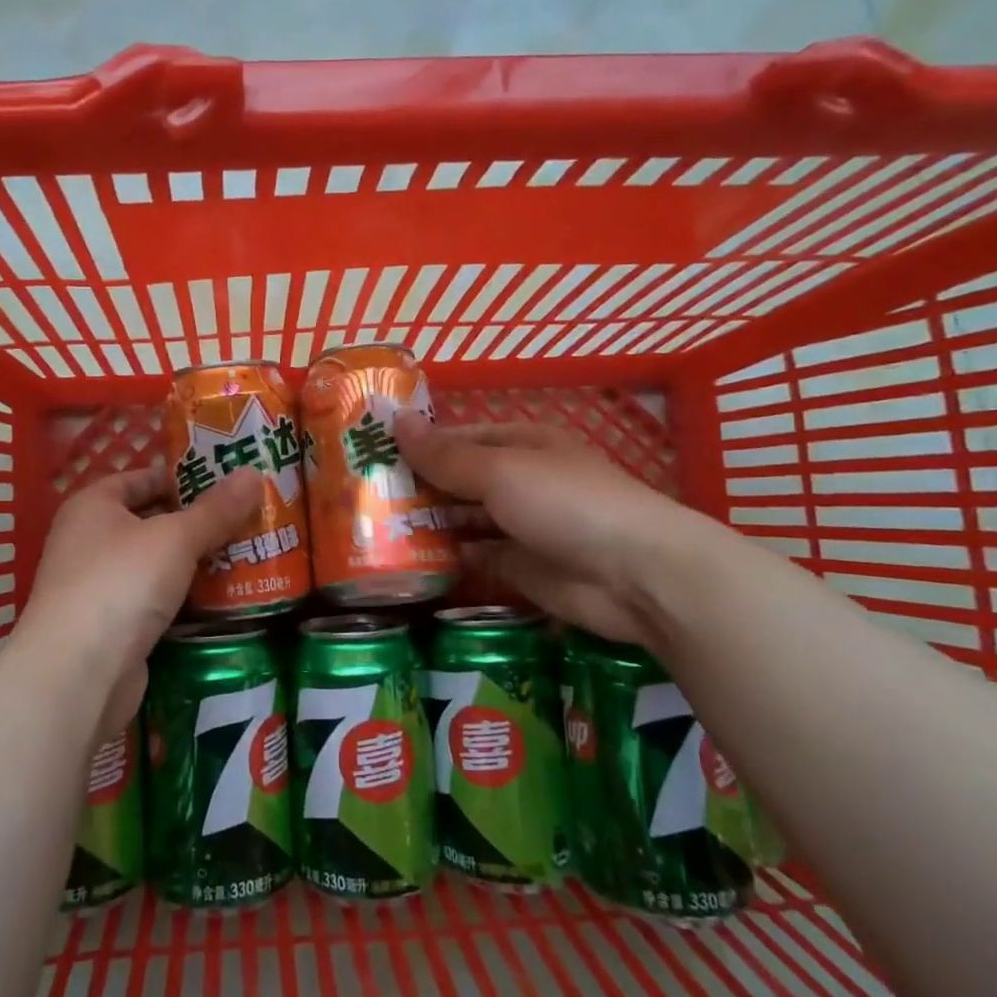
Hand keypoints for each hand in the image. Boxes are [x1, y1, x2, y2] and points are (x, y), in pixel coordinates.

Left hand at [16, 467, 263, 742]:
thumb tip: (254, 473)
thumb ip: (216, 510)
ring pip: (155, 566)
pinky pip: (154, 602)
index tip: (226, 483)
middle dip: (197, 524)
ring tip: (245, 557)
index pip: (140, 478)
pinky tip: (222, 601)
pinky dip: (183, 600)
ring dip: (194, 564)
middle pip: (151, 522)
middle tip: (247, 521)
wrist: (78, 675)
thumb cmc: (122, 583)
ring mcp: (97, 587)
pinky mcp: (110, 628)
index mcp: (92, 506)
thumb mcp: (176, 538)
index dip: (181, 477)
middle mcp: (88, 541)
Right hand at [396, 416, 710, 647]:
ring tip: (371, 531)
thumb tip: (396, 420)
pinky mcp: (519, 567)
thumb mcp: (500, 470)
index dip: (417, 445)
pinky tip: (407, 562)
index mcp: (519, 443)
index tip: (369, 456)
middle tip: (359, 499)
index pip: (457, 438)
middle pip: (457, 479)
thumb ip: (446, 455)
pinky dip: (445, 558)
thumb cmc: (566, 503)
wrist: (637, 576)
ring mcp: (519, 525)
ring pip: (462, 519)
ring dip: (426, 523)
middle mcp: (518, 480)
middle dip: (415, 487)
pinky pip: (473, 556)